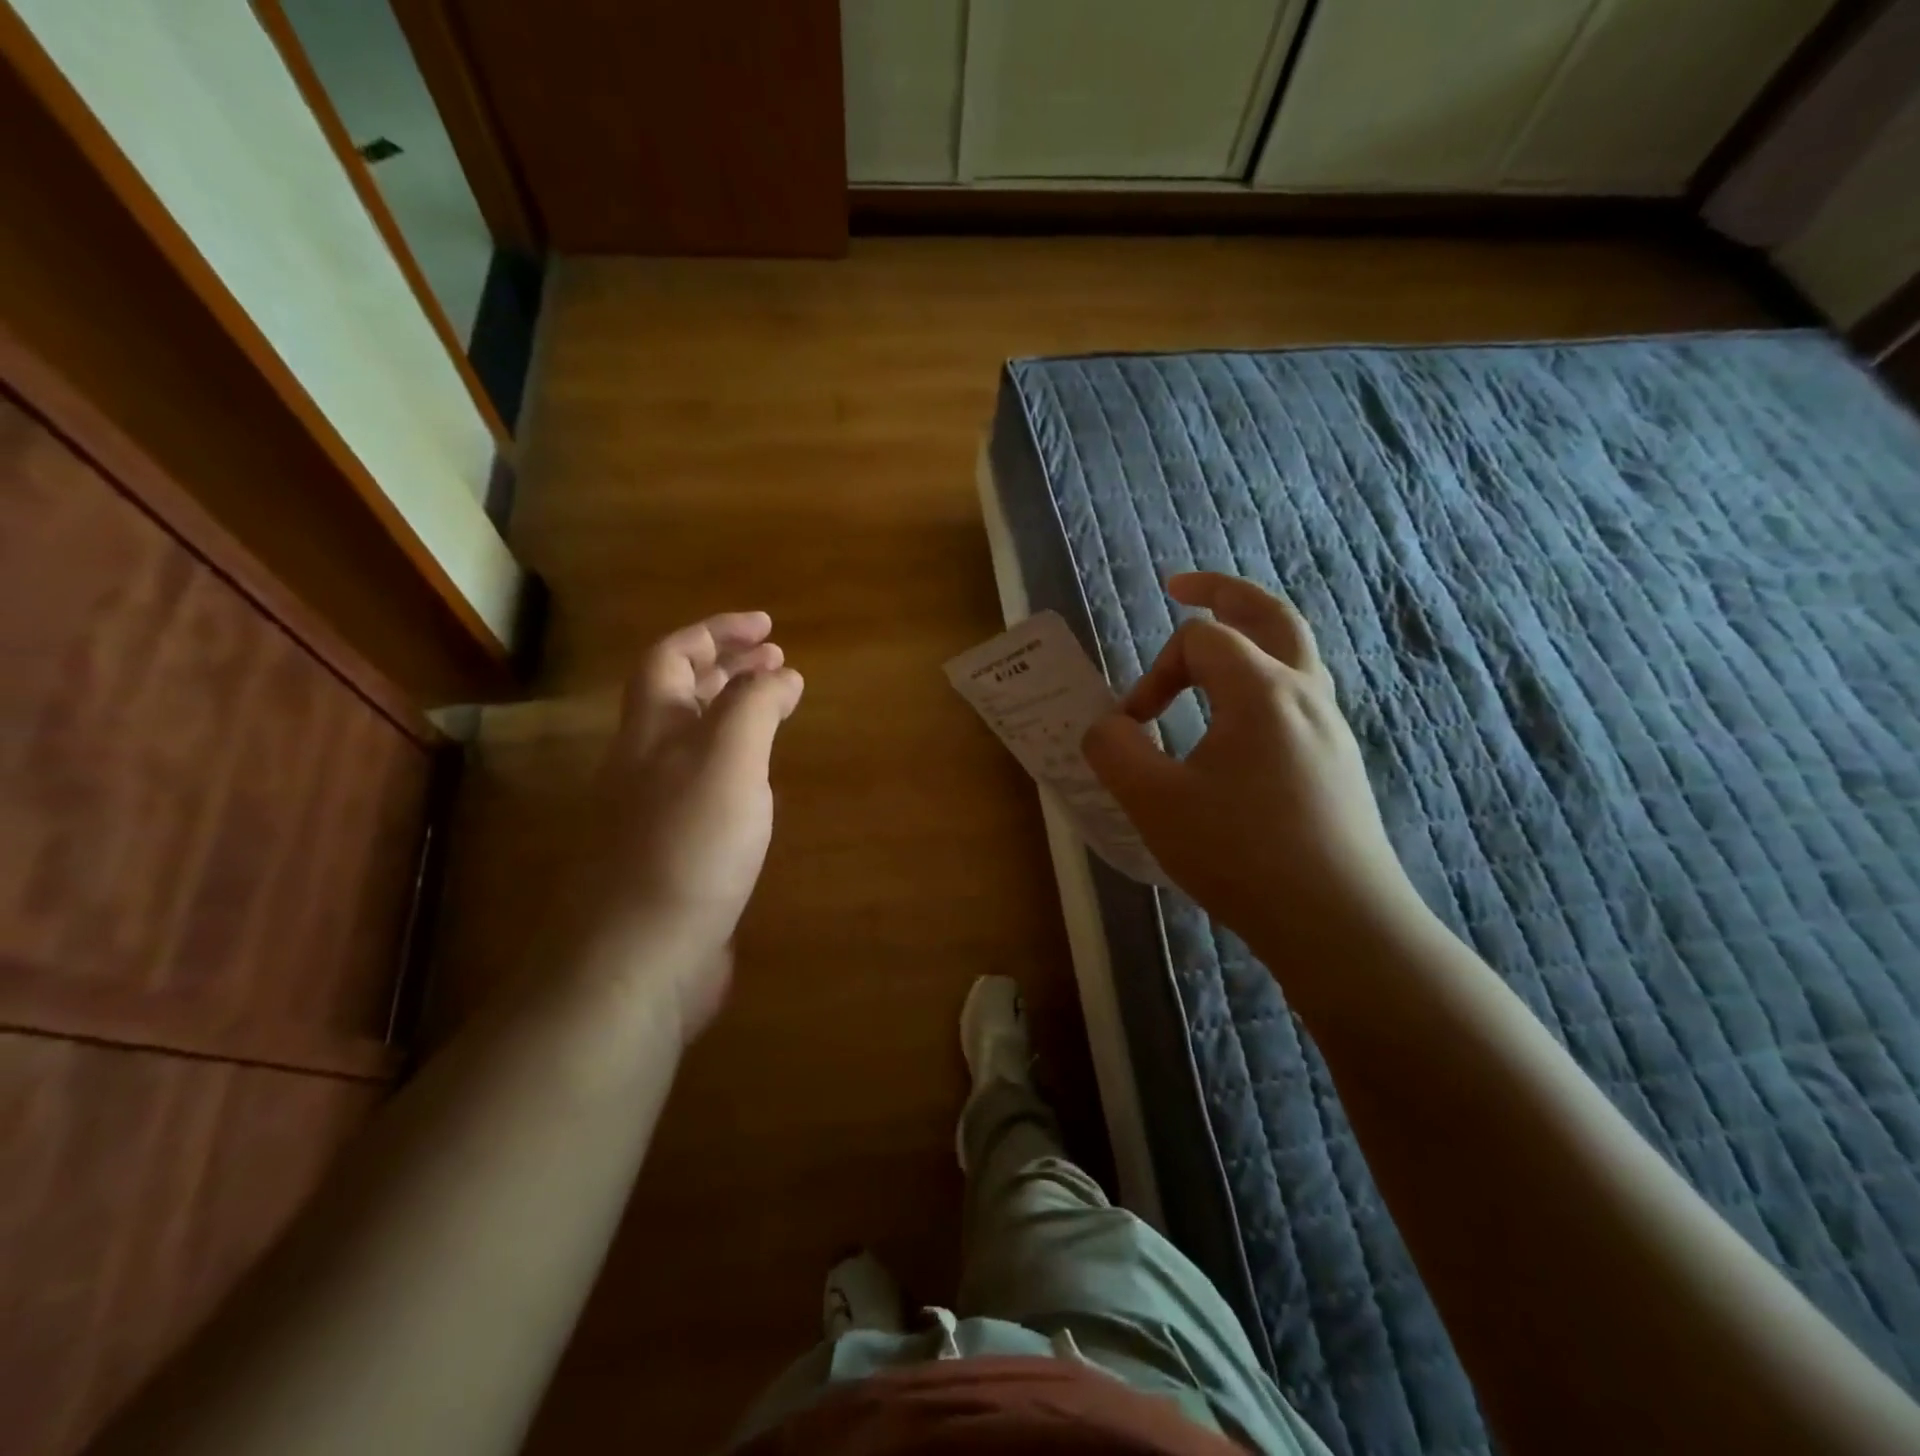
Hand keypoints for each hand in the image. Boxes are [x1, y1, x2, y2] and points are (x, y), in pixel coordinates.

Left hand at [583, 611, 802, 1040]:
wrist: (636, 963)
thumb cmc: (685, 849)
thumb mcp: (728, 761)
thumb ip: (754, 708)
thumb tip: (780, 673)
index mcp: (651, 732)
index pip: (674, 657)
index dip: (717, 632)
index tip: (769, 628)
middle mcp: (645, 765)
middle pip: (680, 697)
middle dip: (728, 669)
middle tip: (778, 661)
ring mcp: (655, 813)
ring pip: (693, 744)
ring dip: (733, 716)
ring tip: (776, 710)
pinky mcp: (674, 856)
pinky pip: (706, 790)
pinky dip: (737, 769)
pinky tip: (760, 786)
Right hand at [1083, 573, 1419, 949]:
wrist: (1338, 922)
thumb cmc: (1241, 855)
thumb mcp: (1153, 803)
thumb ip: (1115, 751)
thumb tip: (1107, 726)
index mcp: (1259, 690)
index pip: (1199, 641)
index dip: (1154, 673)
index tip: (1135, 727)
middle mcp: (1303, 693)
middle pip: (1269, 614)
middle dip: (1221, 593)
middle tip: (1183, 587)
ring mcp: (1329, 727)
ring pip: (1294, 652)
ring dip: (1251, 633)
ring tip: (1215, 643)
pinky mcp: (1337, 761)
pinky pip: (1299, 694)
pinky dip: (1265, 677)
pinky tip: (1241, 719)